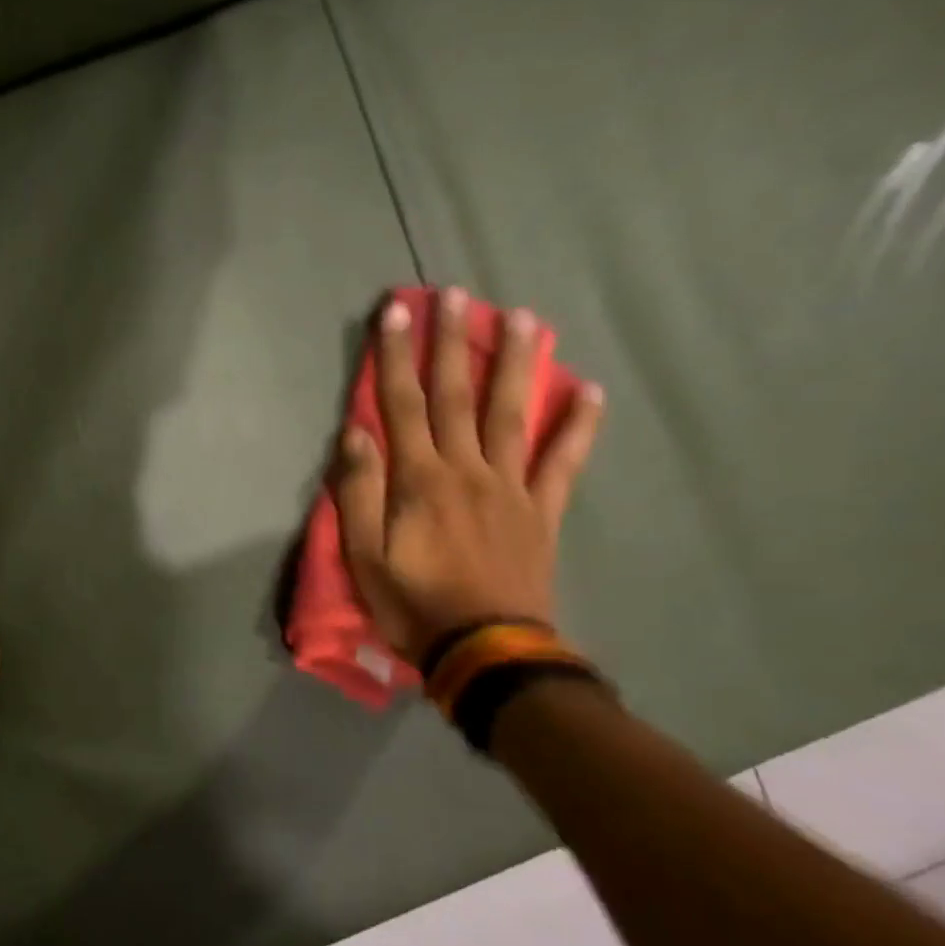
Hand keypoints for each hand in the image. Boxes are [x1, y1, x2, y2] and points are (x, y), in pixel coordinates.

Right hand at [335, 289, 604, 664]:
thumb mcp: (364, 554)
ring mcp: (510, 486)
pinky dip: (578, 425)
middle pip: (457, 395)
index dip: (397, 356)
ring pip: (511, 413)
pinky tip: (590, 390)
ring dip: (515, 362)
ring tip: (522, 317)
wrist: (486, 650)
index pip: (403, 404)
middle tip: (457, 295)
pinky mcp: (540, 510)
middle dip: (453, 342)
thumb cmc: (413, 602)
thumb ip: (359, 491)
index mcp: (419, 479)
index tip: (397, 311)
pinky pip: (563, 461)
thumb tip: (355, 433)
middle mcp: (467, 469)